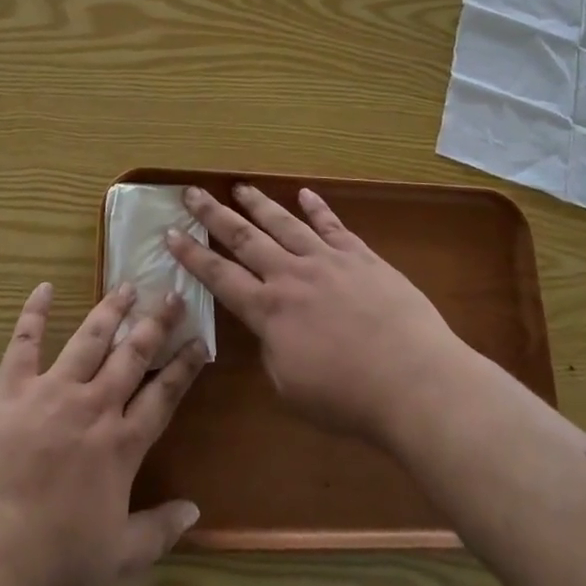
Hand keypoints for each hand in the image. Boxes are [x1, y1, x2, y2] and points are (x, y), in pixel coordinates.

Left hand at [0, 281, 206, 585]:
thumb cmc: (53, 561)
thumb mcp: (119, 562)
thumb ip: (159, 532)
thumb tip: (195, 510)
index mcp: (121, 444)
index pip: (163, 396)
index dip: (184, 367)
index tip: (199, 340)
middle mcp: (93, 406)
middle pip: (132, 355)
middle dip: (154, 323)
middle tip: (170, 293)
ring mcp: (51, 391)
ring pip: (88, 339)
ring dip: (109, 310)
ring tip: (125, 286)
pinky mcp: (11, 388)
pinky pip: (25, 342)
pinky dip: (34, 313)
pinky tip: (43, 288)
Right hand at [167, 185, 463, 443]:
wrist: (414, 381)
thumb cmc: (348, 398)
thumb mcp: (291, 386)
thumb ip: (273, 351)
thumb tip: (272, 330)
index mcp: (268, 311)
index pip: (219, 276)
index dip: (191, 255)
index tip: (170, 233)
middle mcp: (291, 276)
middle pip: (244, 238)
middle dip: (213, 215)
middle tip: (191, 193)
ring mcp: (327, 261)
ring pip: (284, 223)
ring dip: (258, 204)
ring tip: (239, 186)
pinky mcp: (361, 257)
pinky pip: (333, 226)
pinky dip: (317, 208)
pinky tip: (305, 194)